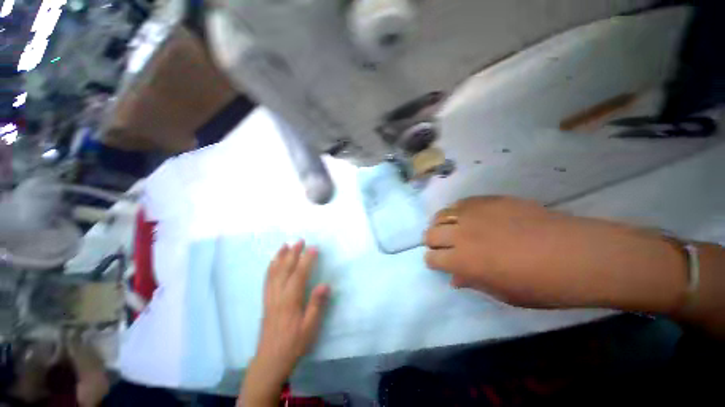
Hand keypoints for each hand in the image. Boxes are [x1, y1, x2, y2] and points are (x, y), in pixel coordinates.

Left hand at [242, 241, 329, 405]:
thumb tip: (325, 284)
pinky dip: (271, 267)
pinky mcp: (266, 301)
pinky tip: (273, 262)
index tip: (314, 248)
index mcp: (290, 300)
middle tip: (300, 240)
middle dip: (293, 253)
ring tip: (285, 245)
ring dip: (280, 257)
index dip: (307, 259)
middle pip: (285, 269)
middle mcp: (278, 295)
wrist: (270, 360)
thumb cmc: (294, 344)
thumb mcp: (309, 328)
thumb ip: (316, 305)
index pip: (300, 274)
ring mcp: (270, 297)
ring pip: (274, 272)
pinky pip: (267, 279)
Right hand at [424, 196, 685, 311]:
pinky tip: (468, 217)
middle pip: (430, 234)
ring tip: (451, 229)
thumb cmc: (542, 284)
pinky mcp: (488, 200)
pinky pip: (460, 203)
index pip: (431, 258)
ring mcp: (474, 214)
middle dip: (432, 242)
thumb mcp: (503, 293)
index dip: (433, 261)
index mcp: (463, 261)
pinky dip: (457, 212)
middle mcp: (461, 234)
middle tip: (444, 247)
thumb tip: (454, 278)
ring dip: (441, 224)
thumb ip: (472, 282)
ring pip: (441, 215)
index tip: (440, 263)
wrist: (578, 254)